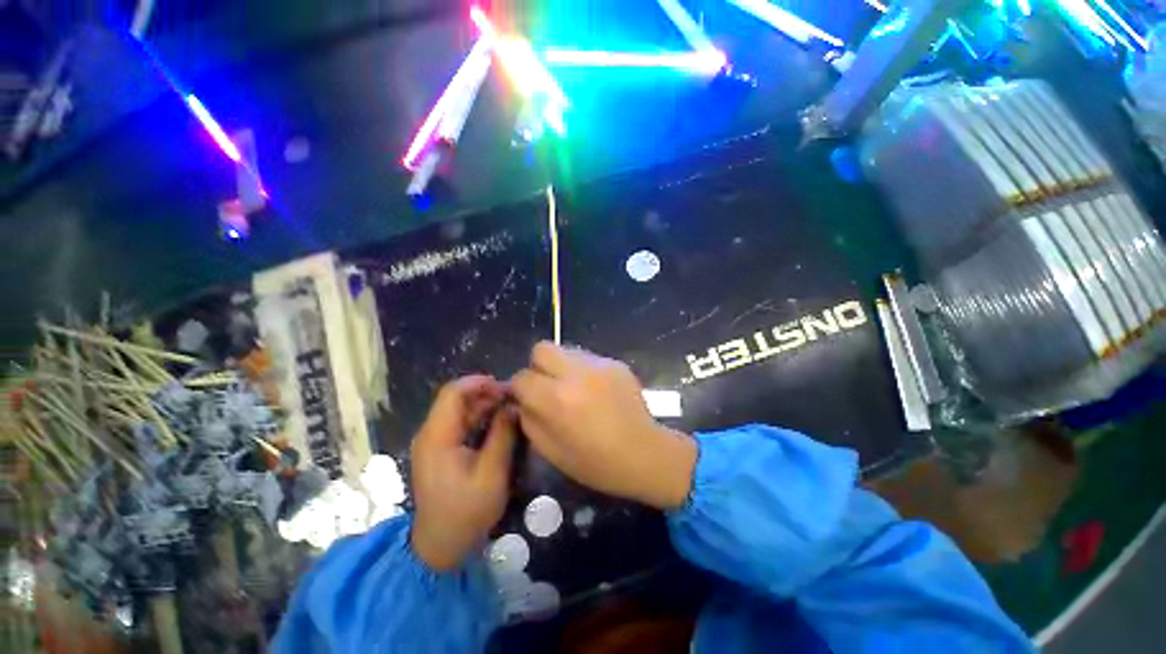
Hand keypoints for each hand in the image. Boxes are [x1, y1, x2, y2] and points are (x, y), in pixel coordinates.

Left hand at [410, 375, 517, 570]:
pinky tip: (498, 422)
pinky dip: (478, 417)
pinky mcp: (439, 450)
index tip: (506, 386)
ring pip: (458, 410)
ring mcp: (433, 442)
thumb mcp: (492, 473)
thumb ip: (503, 434)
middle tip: (513, 398)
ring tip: (510, 407)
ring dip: (483, 404)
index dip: (479, 382)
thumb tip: (513, 406)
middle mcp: (430, 434)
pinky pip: (459, 423)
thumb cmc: (466, 511)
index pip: (453, 393)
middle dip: (485, 393)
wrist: (441, 546)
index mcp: (437, 437)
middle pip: (455, 399)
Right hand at [511, 343, 696, 509]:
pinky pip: (588, 358)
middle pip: (541, 349)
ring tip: (574, 389)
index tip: (526, 398)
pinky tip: (596, 391)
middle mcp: (575, 373)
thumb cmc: (596, 462)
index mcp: (556, 399)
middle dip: (538, 367)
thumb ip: (529, 420)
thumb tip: (521, 400)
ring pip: (565, 350)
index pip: (521, 377)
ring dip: (561, 366)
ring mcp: (598, 364)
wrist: (645, 453)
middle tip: (548, 386)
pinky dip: (584, 371)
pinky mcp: (615, 362)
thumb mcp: (551, 451)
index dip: (519, 388)